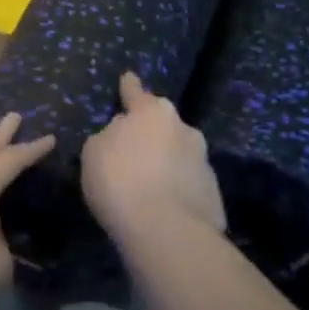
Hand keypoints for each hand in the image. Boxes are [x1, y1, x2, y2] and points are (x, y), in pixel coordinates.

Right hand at [81, 73, 224, 242]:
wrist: (166, 231)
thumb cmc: (120, 180)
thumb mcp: (94, 152)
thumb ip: (109, 136)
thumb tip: (123, 134)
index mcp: (153, 112)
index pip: (136, 93)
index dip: (129, 87)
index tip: (128, 77)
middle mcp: (184, 129)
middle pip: (162, 126)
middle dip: (150, 134)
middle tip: (132, 151)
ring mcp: (204, 162)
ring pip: (178, 156)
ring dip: (165, 164)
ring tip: (147, 185)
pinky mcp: (214, 195)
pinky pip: (188, 186)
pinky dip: (176, 191)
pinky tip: (162, 208)